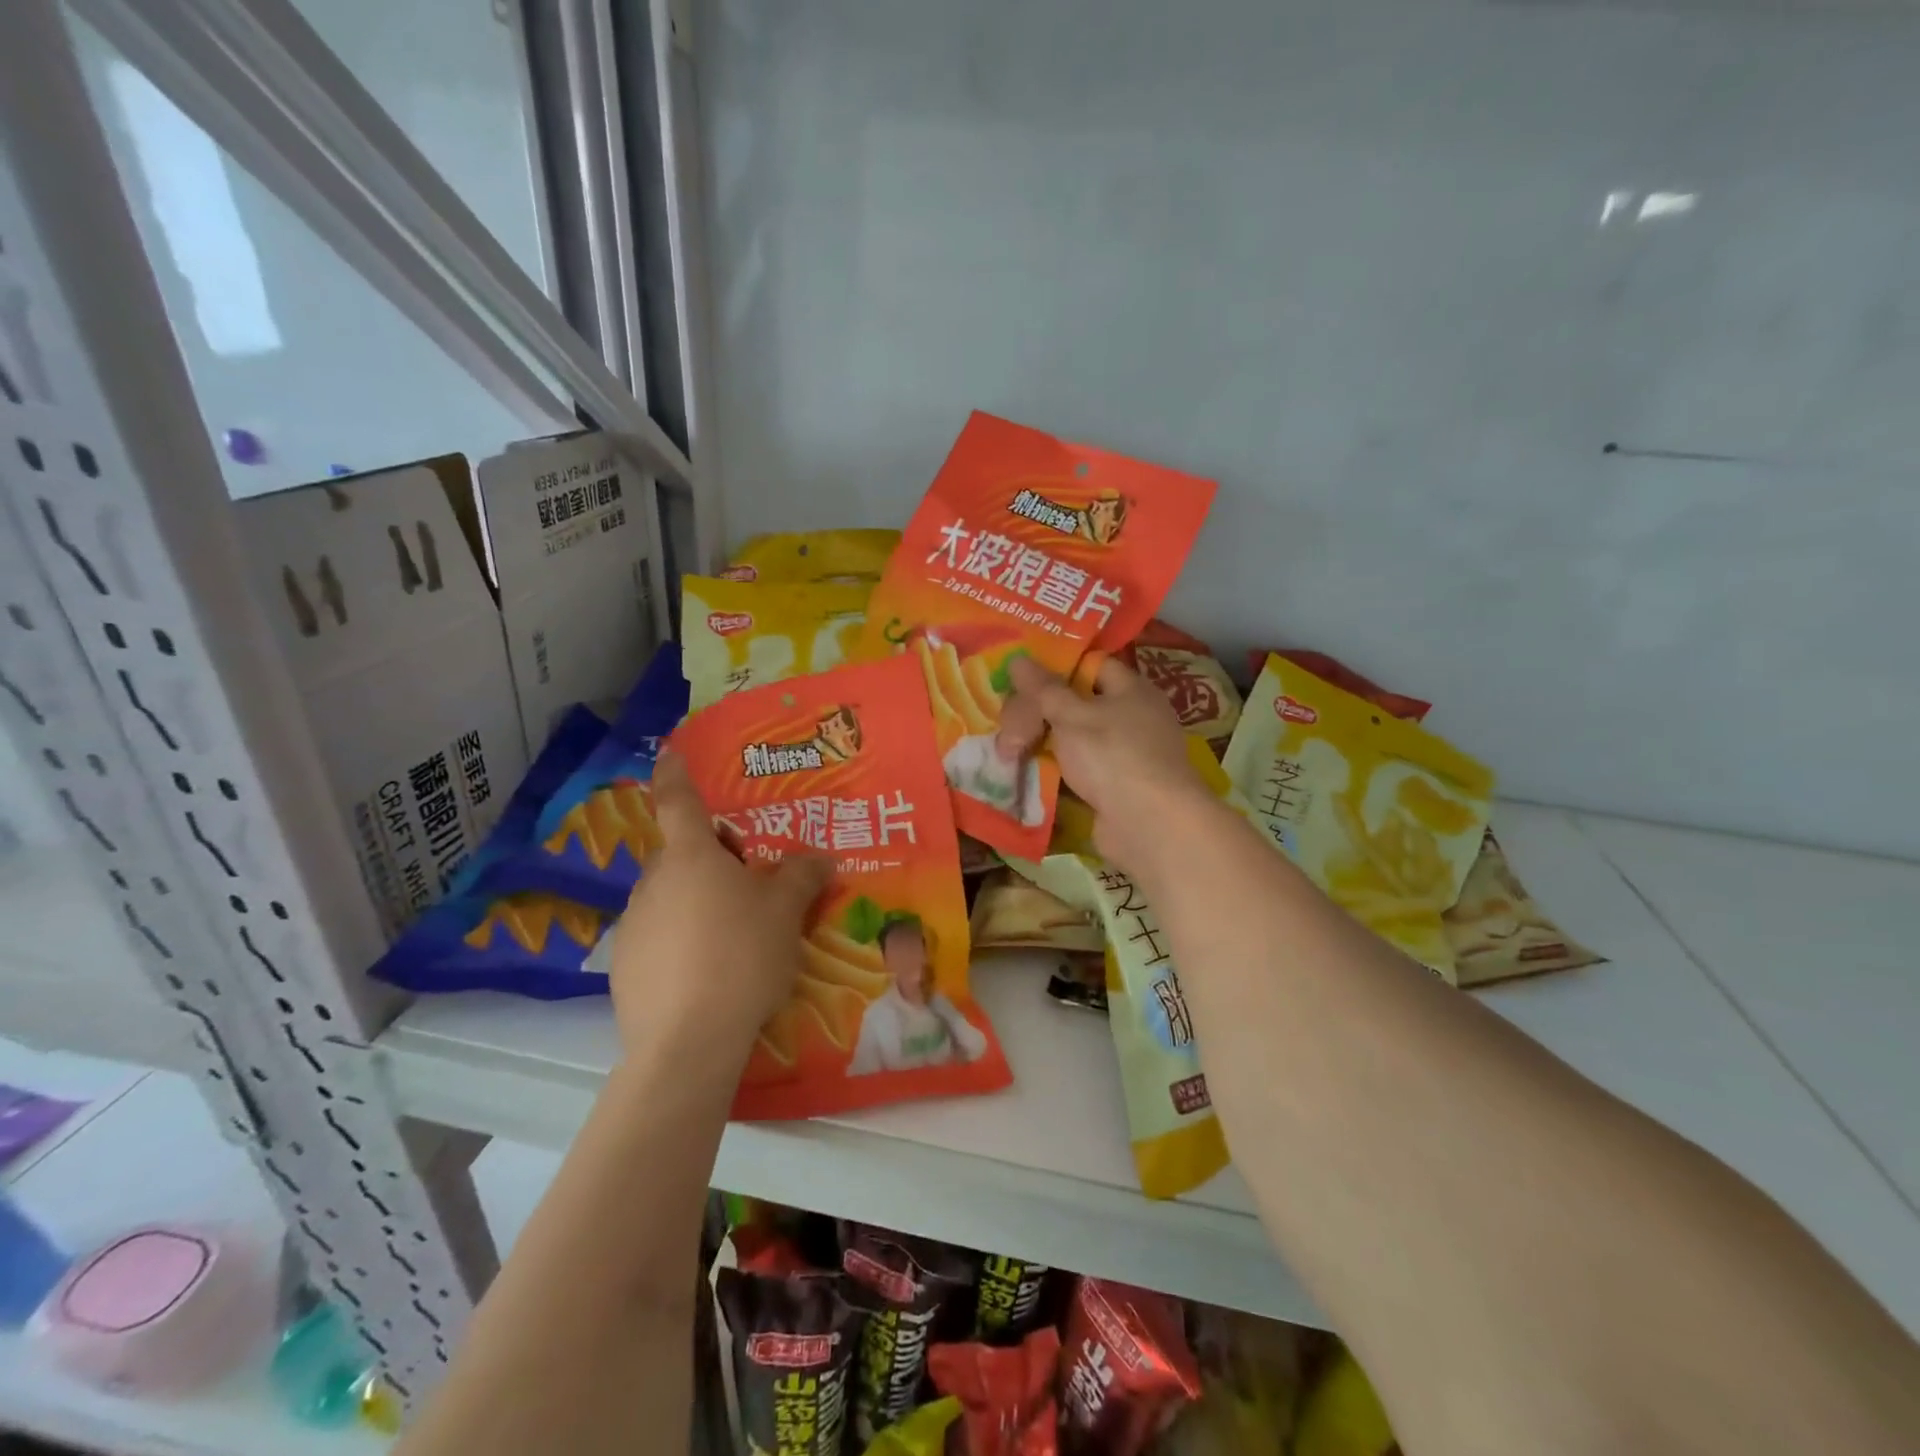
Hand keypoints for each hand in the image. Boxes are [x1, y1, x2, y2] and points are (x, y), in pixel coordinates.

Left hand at [607, 748, 830, 1066]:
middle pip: (681, 856)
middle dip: (711, 860)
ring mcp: (632, 926)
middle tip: (750, 885)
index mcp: (690, 856)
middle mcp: (653, 882)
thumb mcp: (786, 911)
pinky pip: (659, 939)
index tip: (669, 752)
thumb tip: (820, 857)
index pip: (677, 800)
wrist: (688, 1040)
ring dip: (697, 904)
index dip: (675, 773)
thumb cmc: (742, 954)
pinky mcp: (623, 968)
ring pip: (670, 898)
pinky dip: (681, 943)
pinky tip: (709, 974)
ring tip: (735, 938)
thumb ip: (803, 875)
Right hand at [1001, 654, 1218, 874]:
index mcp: (1131, 690)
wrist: (1150, 825)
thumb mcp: (1072, 716)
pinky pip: (1078, 771)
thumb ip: (1043, 689)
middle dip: (1040, 714)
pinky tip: (1026, 775)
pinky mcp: (1115, 788)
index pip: (1091, 665)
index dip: (1056, 667)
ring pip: (1075, 740)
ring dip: (1043, 745)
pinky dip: (1055, 772)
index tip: (1020, 677)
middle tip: (1007, 728)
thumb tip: (1018, 658)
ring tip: (1006, 751)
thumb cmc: (1114, 756)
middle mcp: (1132, 718)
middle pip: (1077, 704)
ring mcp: (1124, 756)